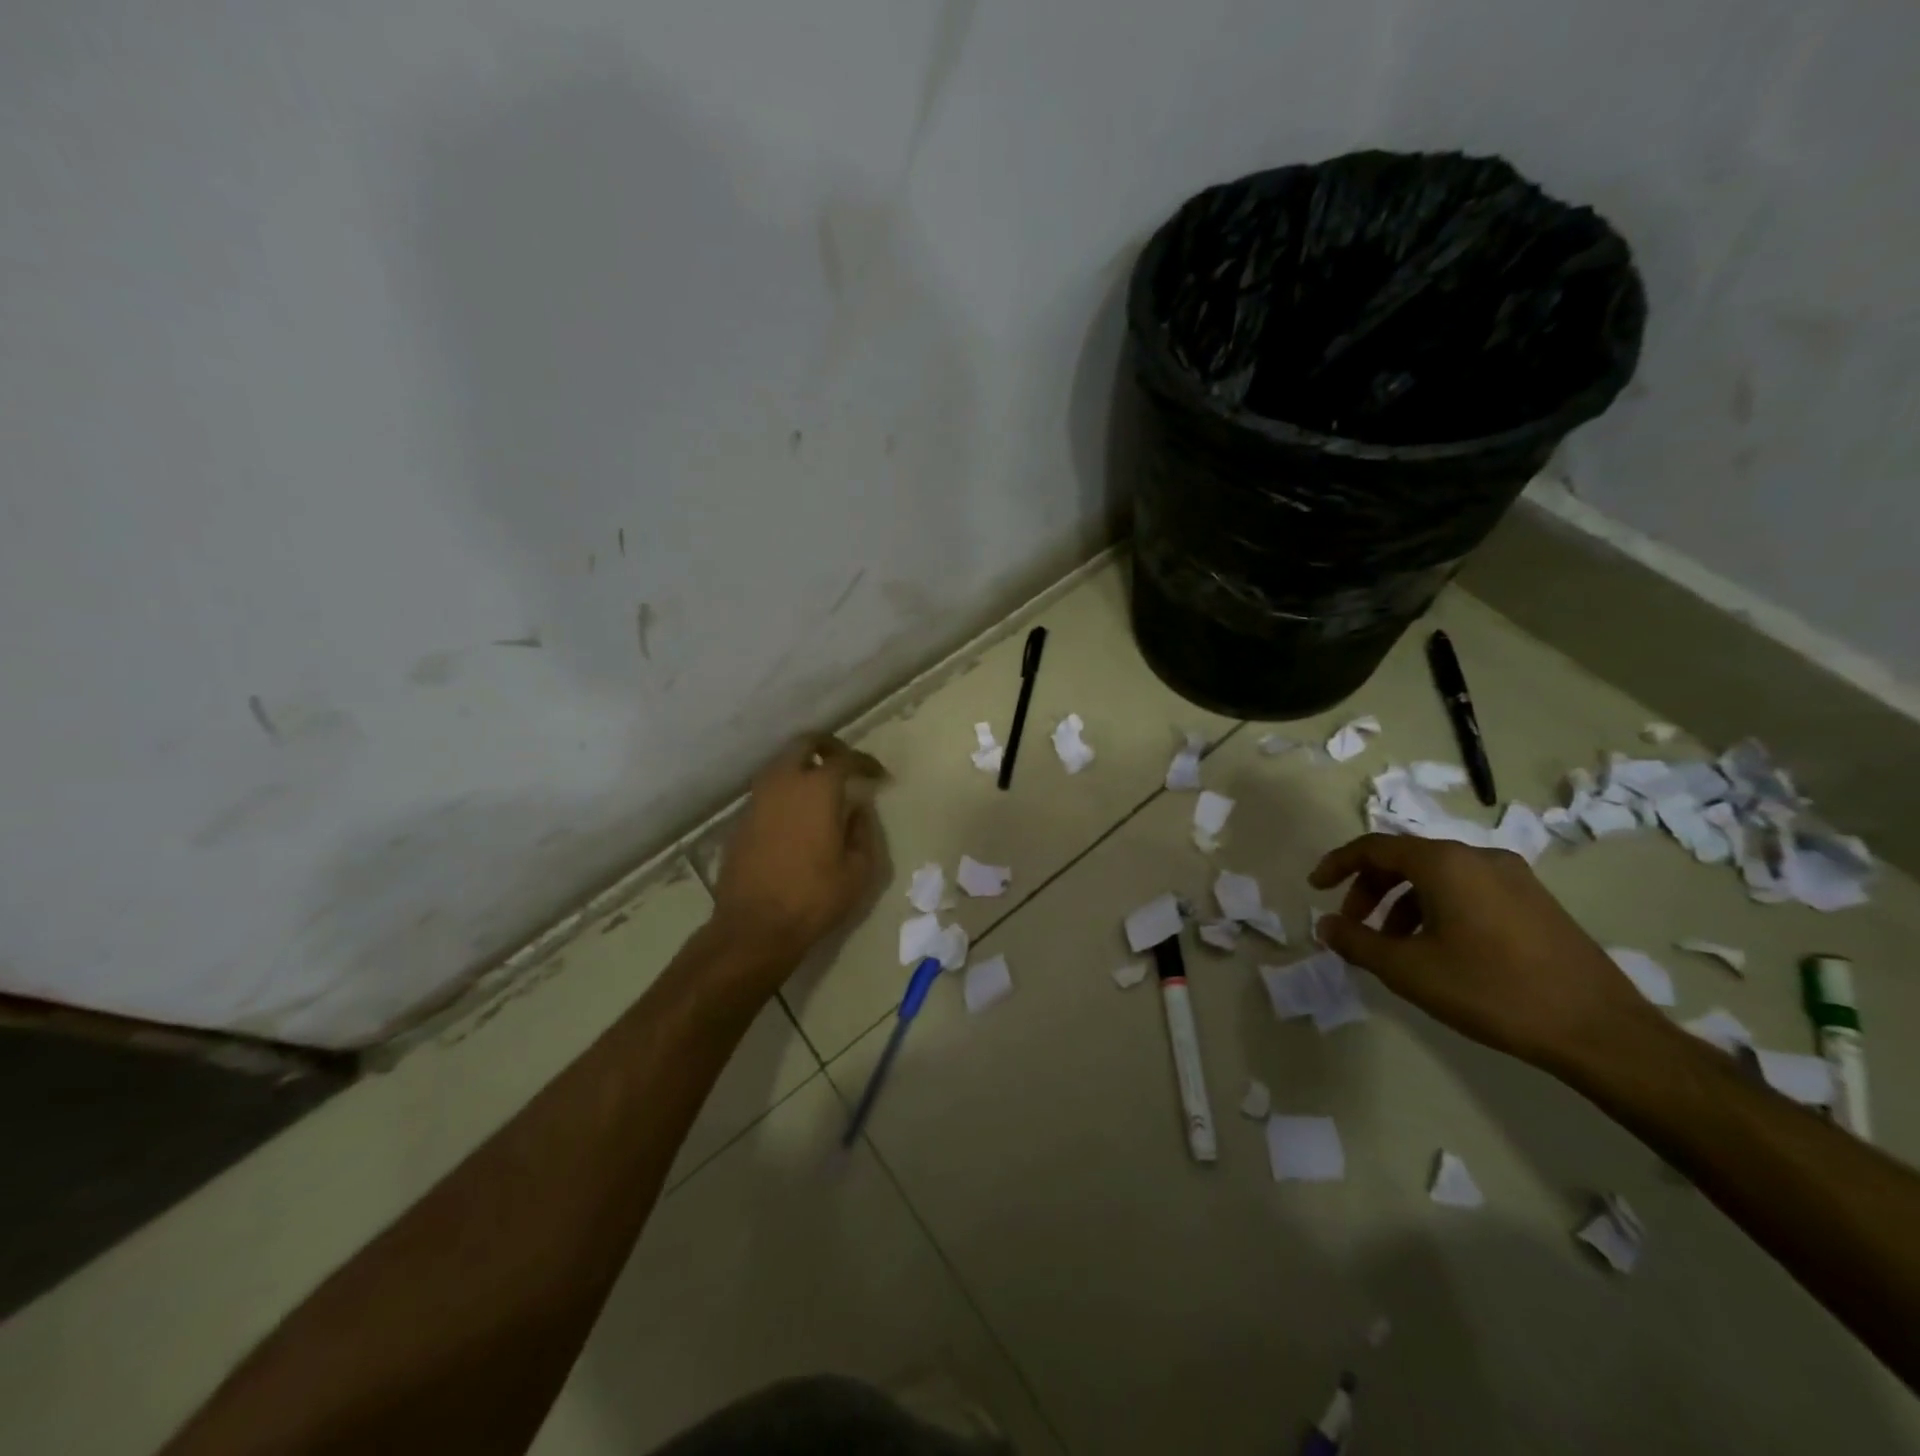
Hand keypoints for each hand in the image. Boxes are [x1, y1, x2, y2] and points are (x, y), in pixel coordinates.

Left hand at [714, 732, 886, 967]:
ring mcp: (757, 800)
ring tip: (823, 789)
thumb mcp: (858, 870)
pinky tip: (798, 816)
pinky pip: (768, 791)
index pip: (845, 759)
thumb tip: (858, 808)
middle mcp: (783, 783)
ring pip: (781, 764)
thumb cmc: (814, 898)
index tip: (879, 776)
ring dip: (803, 767)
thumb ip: (863, 830)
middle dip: (828, 747)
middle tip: (845, 763)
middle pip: (804, 744)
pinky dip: (786, 792)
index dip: (865, 763)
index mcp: (817, 789)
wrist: (754, 927)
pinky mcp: (741, 820)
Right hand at [1309, 834, 1660, 1071]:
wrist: (1600, 1031)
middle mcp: (1479, 857)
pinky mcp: (1536, 903)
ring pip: (1438, 877)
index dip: (1337, 865)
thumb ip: (1356, 942)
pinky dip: (1437, 909)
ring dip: (1403, 904)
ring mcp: (1514, 878)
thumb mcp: (1408, 970)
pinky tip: (1439, 950)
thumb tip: (1326, 925)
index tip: (1315, 888)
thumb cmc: (1492, 990)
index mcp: (1445, 863)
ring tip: (1394, 947)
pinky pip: (1468, 891)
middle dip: (1370, 889)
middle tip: (1354, 926)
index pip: (1374, 847)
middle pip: (1406, 859)